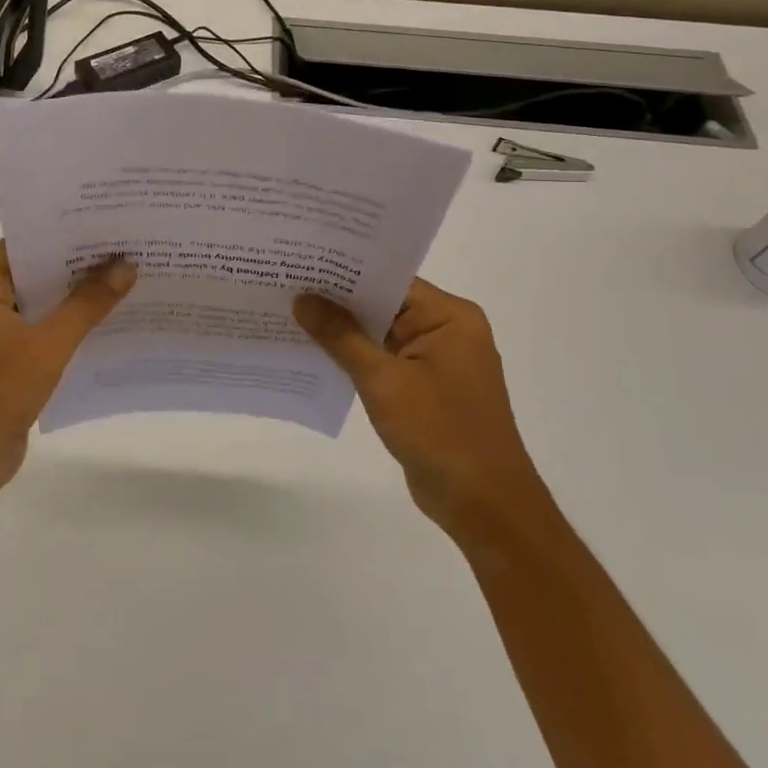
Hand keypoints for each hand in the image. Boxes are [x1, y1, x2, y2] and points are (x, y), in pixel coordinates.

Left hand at [0, 240, 135, 505]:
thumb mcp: (47, 344)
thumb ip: (87, 303)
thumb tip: (127, 266)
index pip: (22, 245)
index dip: (65, 236)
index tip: (107, 226)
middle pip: (31, 272)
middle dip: (76, 267)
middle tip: (125, 249)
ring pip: (36, 302)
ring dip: (73, 298)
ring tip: (124, 279)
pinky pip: (35, 329)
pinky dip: (63, 325)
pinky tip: (104, 321)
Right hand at [294, 279, 552, 540]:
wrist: (483, 505)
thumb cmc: (440, 432)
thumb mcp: (384, 380)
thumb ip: (341, 336)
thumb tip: (302, 299)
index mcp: (449, 316)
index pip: (389, 279)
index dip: (344, 271)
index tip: (300, 263)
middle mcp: (446, 330)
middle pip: (383, 304)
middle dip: (337, 300)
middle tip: (285, 284)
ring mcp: (436, 361)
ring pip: (379, 334)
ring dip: (341, 331)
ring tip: (288, 314)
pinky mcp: (424, 388)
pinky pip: (382, 361)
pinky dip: (353, 358)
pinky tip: (312, 353)